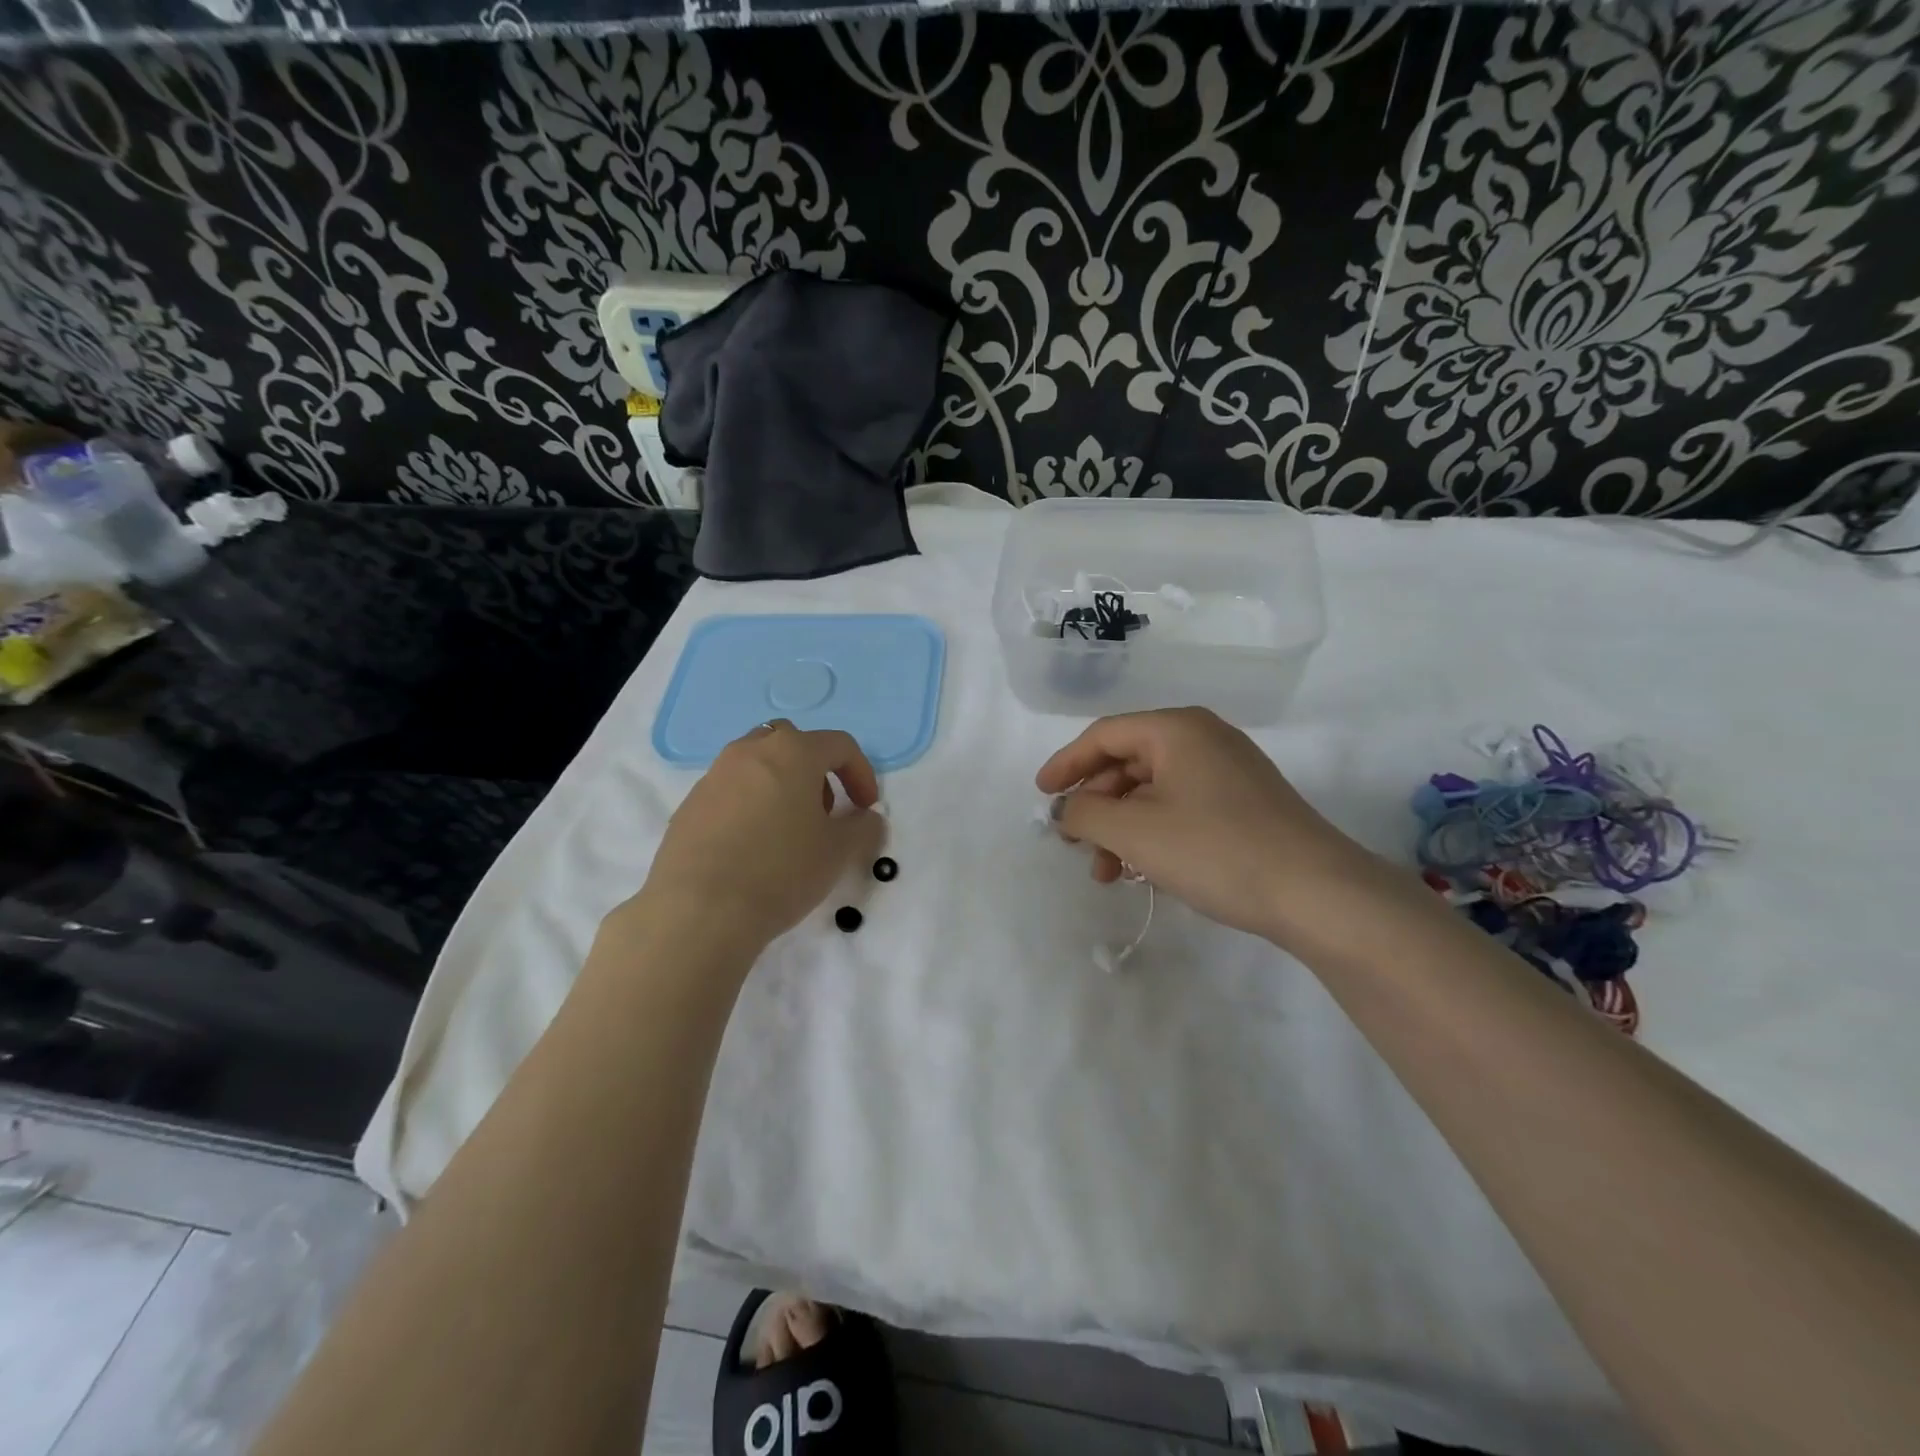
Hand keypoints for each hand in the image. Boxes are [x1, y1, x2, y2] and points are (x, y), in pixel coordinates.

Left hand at [640, 721, 884, 950]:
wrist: (699, 910)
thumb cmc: (781, 870)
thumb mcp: (838, 852)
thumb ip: (862, 827)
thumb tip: (865, 818)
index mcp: (792, 752)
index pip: (839, 745)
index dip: (861, 773)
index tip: (866, 808)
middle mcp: (749, 752)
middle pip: (792, 744)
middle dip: (815, 771)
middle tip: (824, 812)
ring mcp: (714, 776)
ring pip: (757, 765)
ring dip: (780, 785)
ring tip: (787, 831)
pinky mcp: (689, 806)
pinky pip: (730, 792)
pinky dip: (749, 806)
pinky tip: (751, 849)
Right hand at [1035, 708, 1373, 942]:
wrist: (1317, 894)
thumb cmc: (1216, 850)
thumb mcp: (1136, 831)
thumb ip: (1085, 814)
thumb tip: (1066, 809)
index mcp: (1176, 729)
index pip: (1104, 735)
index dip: (1066, 765)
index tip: (1041, 796)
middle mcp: (1203, 739)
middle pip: (1128, 763)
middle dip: (1096, 806)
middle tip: (1076, 845)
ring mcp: (1229, 772)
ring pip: (1154, 792)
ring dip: (1122, 829)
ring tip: (1108, 874)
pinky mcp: (1245, 804)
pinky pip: (1181, 808)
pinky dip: (1154, 835)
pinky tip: (1146, 872)